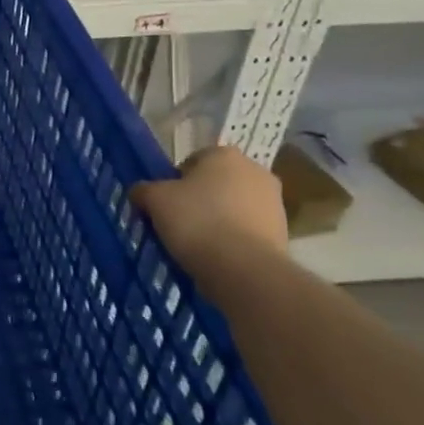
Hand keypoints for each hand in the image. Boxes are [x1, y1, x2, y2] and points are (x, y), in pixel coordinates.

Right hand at [129, 146, 289, 284]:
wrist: (245, 270)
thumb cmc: (197, 221)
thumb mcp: (155, 200)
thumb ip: (144, 190)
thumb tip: (140, 192)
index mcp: (225, 154)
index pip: (192, 161)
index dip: (174, 182)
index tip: (164, 204)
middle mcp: (256, 171)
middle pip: (215, 183)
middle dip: (198, 199)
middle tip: (177, 222)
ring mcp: (274, 203)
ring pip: (233, 207)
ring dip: (217, 220)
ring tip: (196, 243)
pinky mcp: (284, 234)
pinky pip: (247, 230)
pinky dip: (233, 239)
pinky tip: (217, 256)